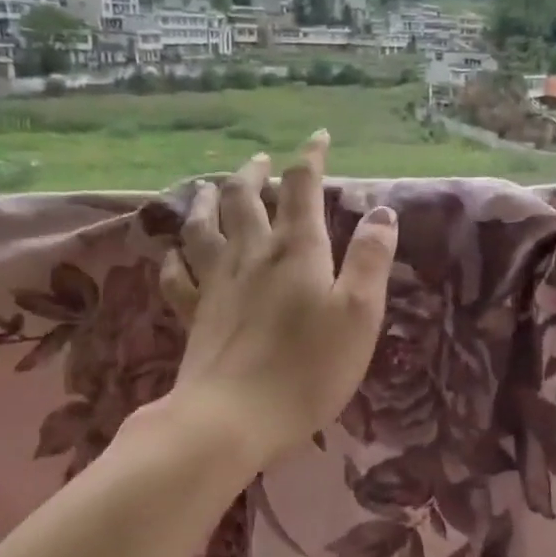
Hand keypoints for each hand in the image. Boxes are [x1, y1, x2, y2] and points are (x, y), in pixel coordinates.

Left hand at [157, 133, 397, 469]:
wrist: (234, 418)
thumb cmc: (309, 368)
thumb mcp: (359, 314)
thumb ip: (371, 260)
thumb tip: (382, 212)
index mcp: (297, 250)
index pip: (301, 188)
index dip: (309, 159)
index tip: (316, 138)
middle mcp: (252, 254)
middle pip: (245, 198)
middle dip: (253, 172)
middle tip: (259, 160)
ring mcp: (216, 283)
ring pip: (204, 226)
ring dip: (209, 200)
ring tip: (212, 186)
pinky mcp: (194, 314)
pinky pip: (177, 275)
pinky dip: (174, 257)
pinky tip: (173, 252)